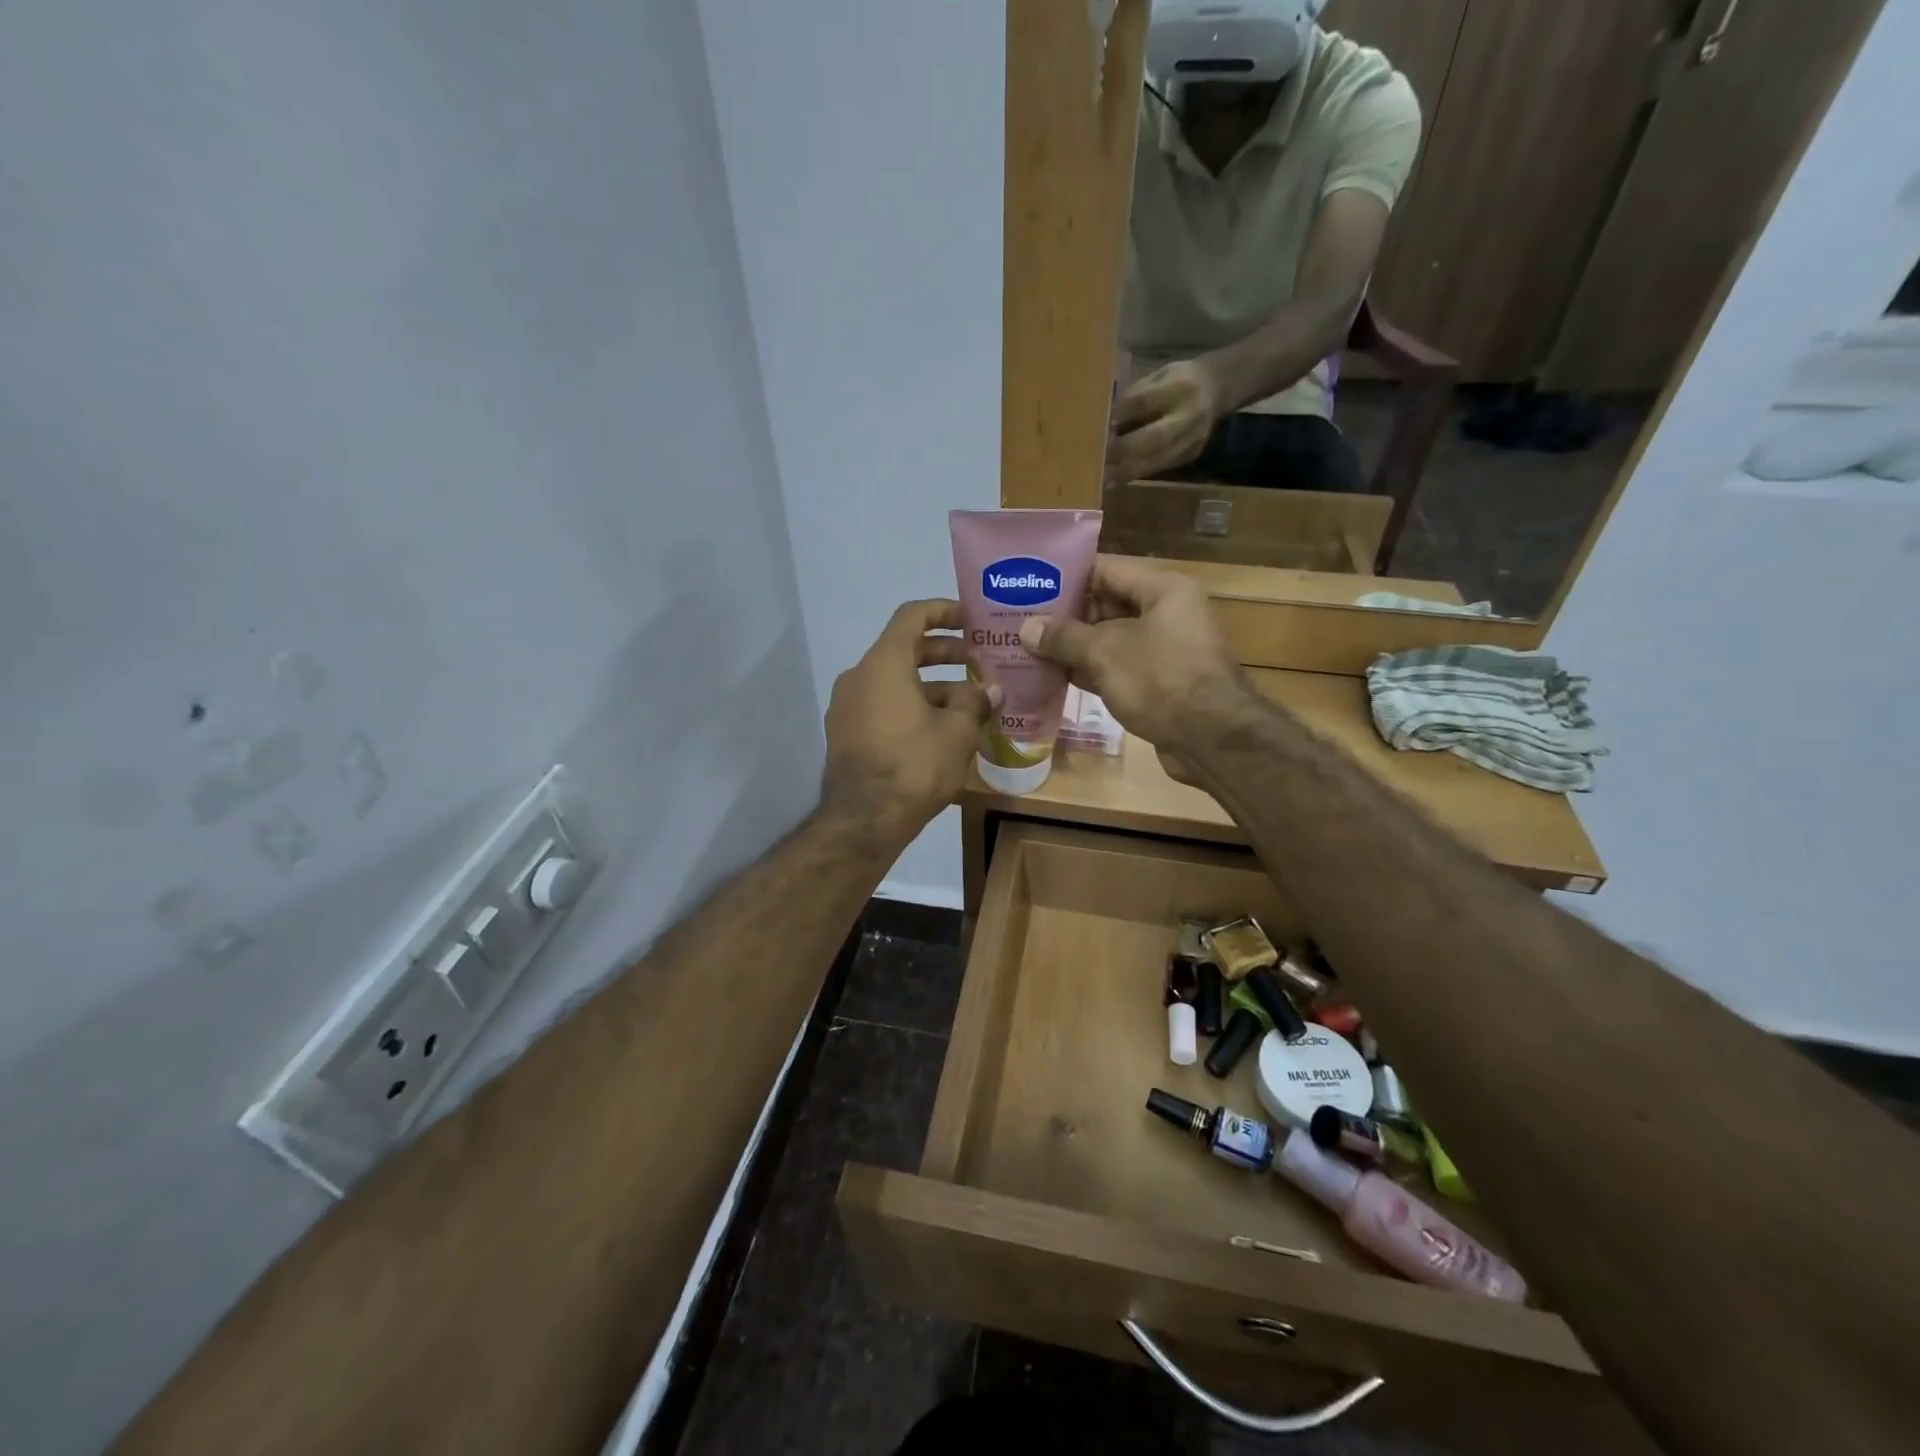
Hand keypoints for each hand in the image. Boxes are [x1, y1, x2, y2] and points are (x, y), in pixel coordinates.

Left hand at [822, 600, 998, 842]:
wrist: (864, 820)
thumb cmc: (914, 765)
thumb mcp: (957, 732)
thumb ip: (976, 702)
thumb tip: (990, 689)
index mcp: (884, 663)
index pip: (912, 616)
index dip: (944, 611)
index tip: (971, 619)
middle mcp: (859, 676)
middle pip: (904, 650)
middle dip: (945, 654)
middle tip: (979, 663)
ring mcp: (847, 706)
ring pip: (895, 682)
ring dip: (933, 686)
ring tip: (970, 705)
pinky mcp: (846, 733)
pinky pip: (883, 705)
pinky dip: (911, 706)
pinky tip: (941, 730)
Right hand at [1019, 559, 1250, 781]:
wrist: (1211, 739)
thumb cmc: (1160, 680)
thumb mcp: (1106, 653)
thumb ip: (1064, 637)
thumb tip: (1027, 628)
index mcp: (1163, 590)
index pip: (1106, 570)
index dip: (1067, 577)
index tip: (1030, 584)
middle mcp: (1168, 613)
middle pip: (1107, 605)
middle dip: (1065, 617)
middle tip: (1022, 621)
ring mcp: (1166, 651)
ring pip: (1111, 640)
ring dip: (1074, 648)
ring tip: (1029, 648)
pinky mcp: (1161, 683)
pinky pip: (1118, 668)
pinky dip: (1090, 672)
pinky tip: (1054, 678)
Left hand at [1106, 359, 1226, 481]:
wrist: (1217, 389)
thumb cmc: (1176, 380)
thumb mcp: (1157, 376)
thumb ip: (1134, 396)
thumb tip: (1103, 420)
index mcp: (1180, 385)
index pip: (1144, 401)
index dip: (1118, 415)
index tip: (1094, 426)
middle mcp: (1189, 414)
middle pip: (1154, 437)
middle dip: (1122, 450)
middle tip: (1096, 458)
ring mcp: (1193, 438)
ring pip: (1157, 459)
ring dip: (1126, 469)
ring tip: (1101, 476)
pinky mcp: (1190, 456)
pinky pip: (1160, 468)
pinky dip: (1135, 474)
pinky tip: (1115, 478)